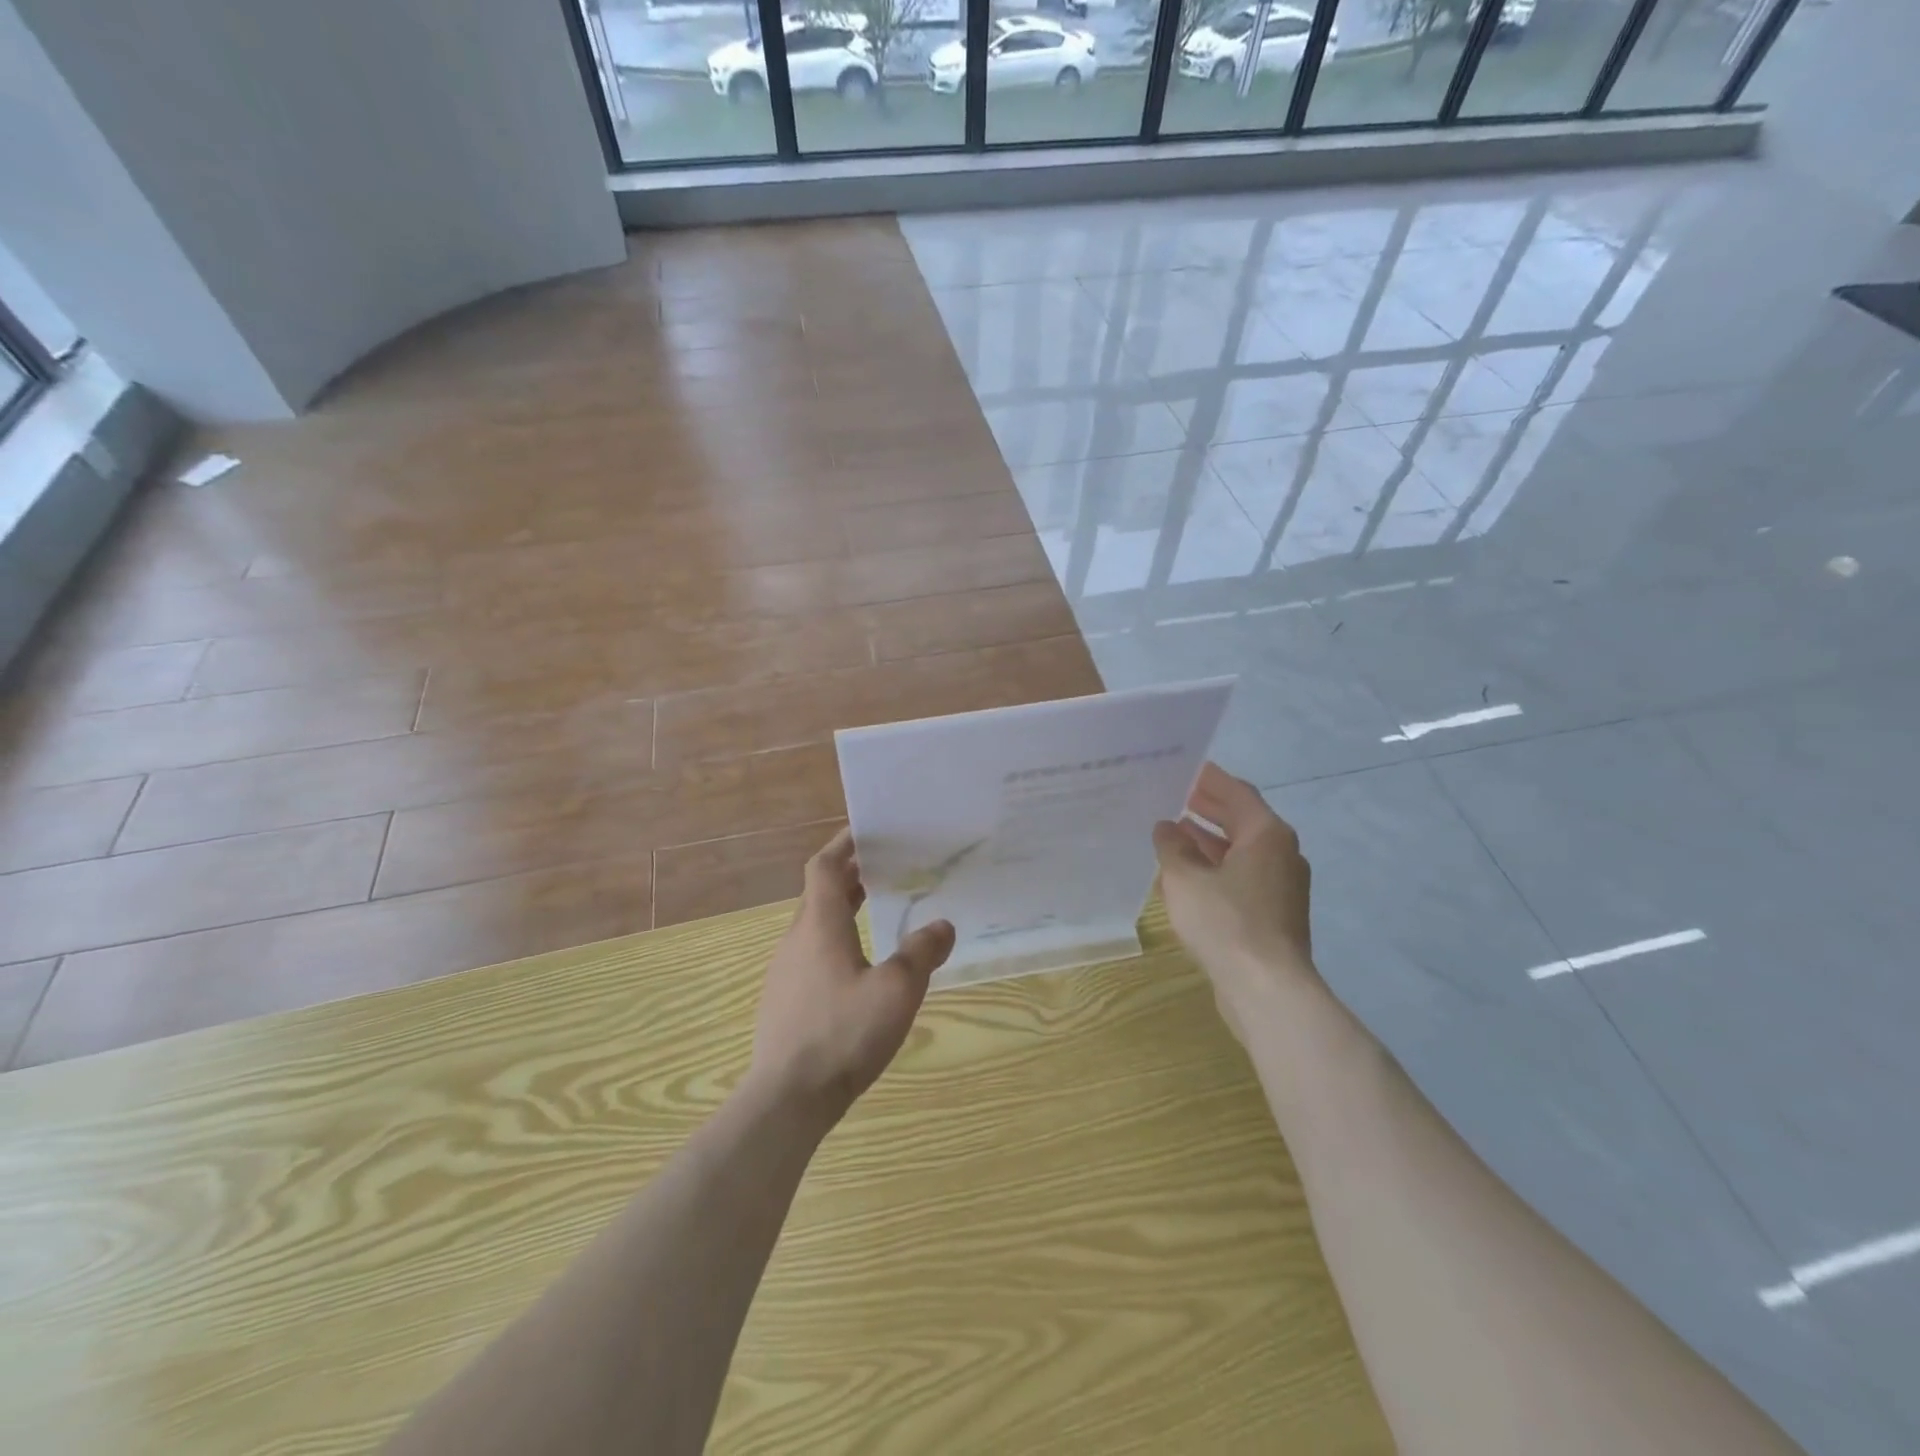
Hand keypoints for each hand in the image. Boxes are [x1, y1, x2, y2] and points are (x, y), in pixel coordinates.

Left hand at [747, 827, 955, 1124]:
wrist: (787, 1098)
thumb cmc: (843, 1033)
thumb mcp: (896, 991)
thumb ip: (921, 953)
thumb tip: (943, 925)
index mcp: (820, 925)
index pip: (824, 867)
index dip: (843, 844)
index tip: (866, 831)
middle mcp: (797, 939)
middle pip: (819, 893)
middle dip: (849, 875)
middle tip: (884, 867)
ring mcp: (786, 971)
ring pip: (814, 924)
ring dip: (842, 908)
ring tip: (877, 910)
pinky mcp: (784, 1000)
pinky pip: (810, 953)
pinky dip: (835, 940)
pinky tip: (858, 966)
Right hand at [1153, 764, 1316, 1036]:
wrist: (1266, 988)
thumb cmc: (1226, 922)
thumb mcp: (1185, 879)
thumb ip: (1172, 847)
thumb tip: (1167, 827)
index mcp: (1266, 835)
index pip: (1237, 793)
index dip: (1210, 779)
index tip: (1186, 767)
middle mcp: (1280, 853)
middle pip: (1242, 820)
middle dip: (1209, 808)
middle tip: (1175, 794)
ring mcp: (1281, 886)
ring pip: (1241, 851)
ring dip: (1210, 840)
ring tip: (1174, 831)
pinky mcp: (1273, 913)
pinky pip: (1242, 876)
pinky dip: (1217, 867)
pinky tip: (1188, 874)